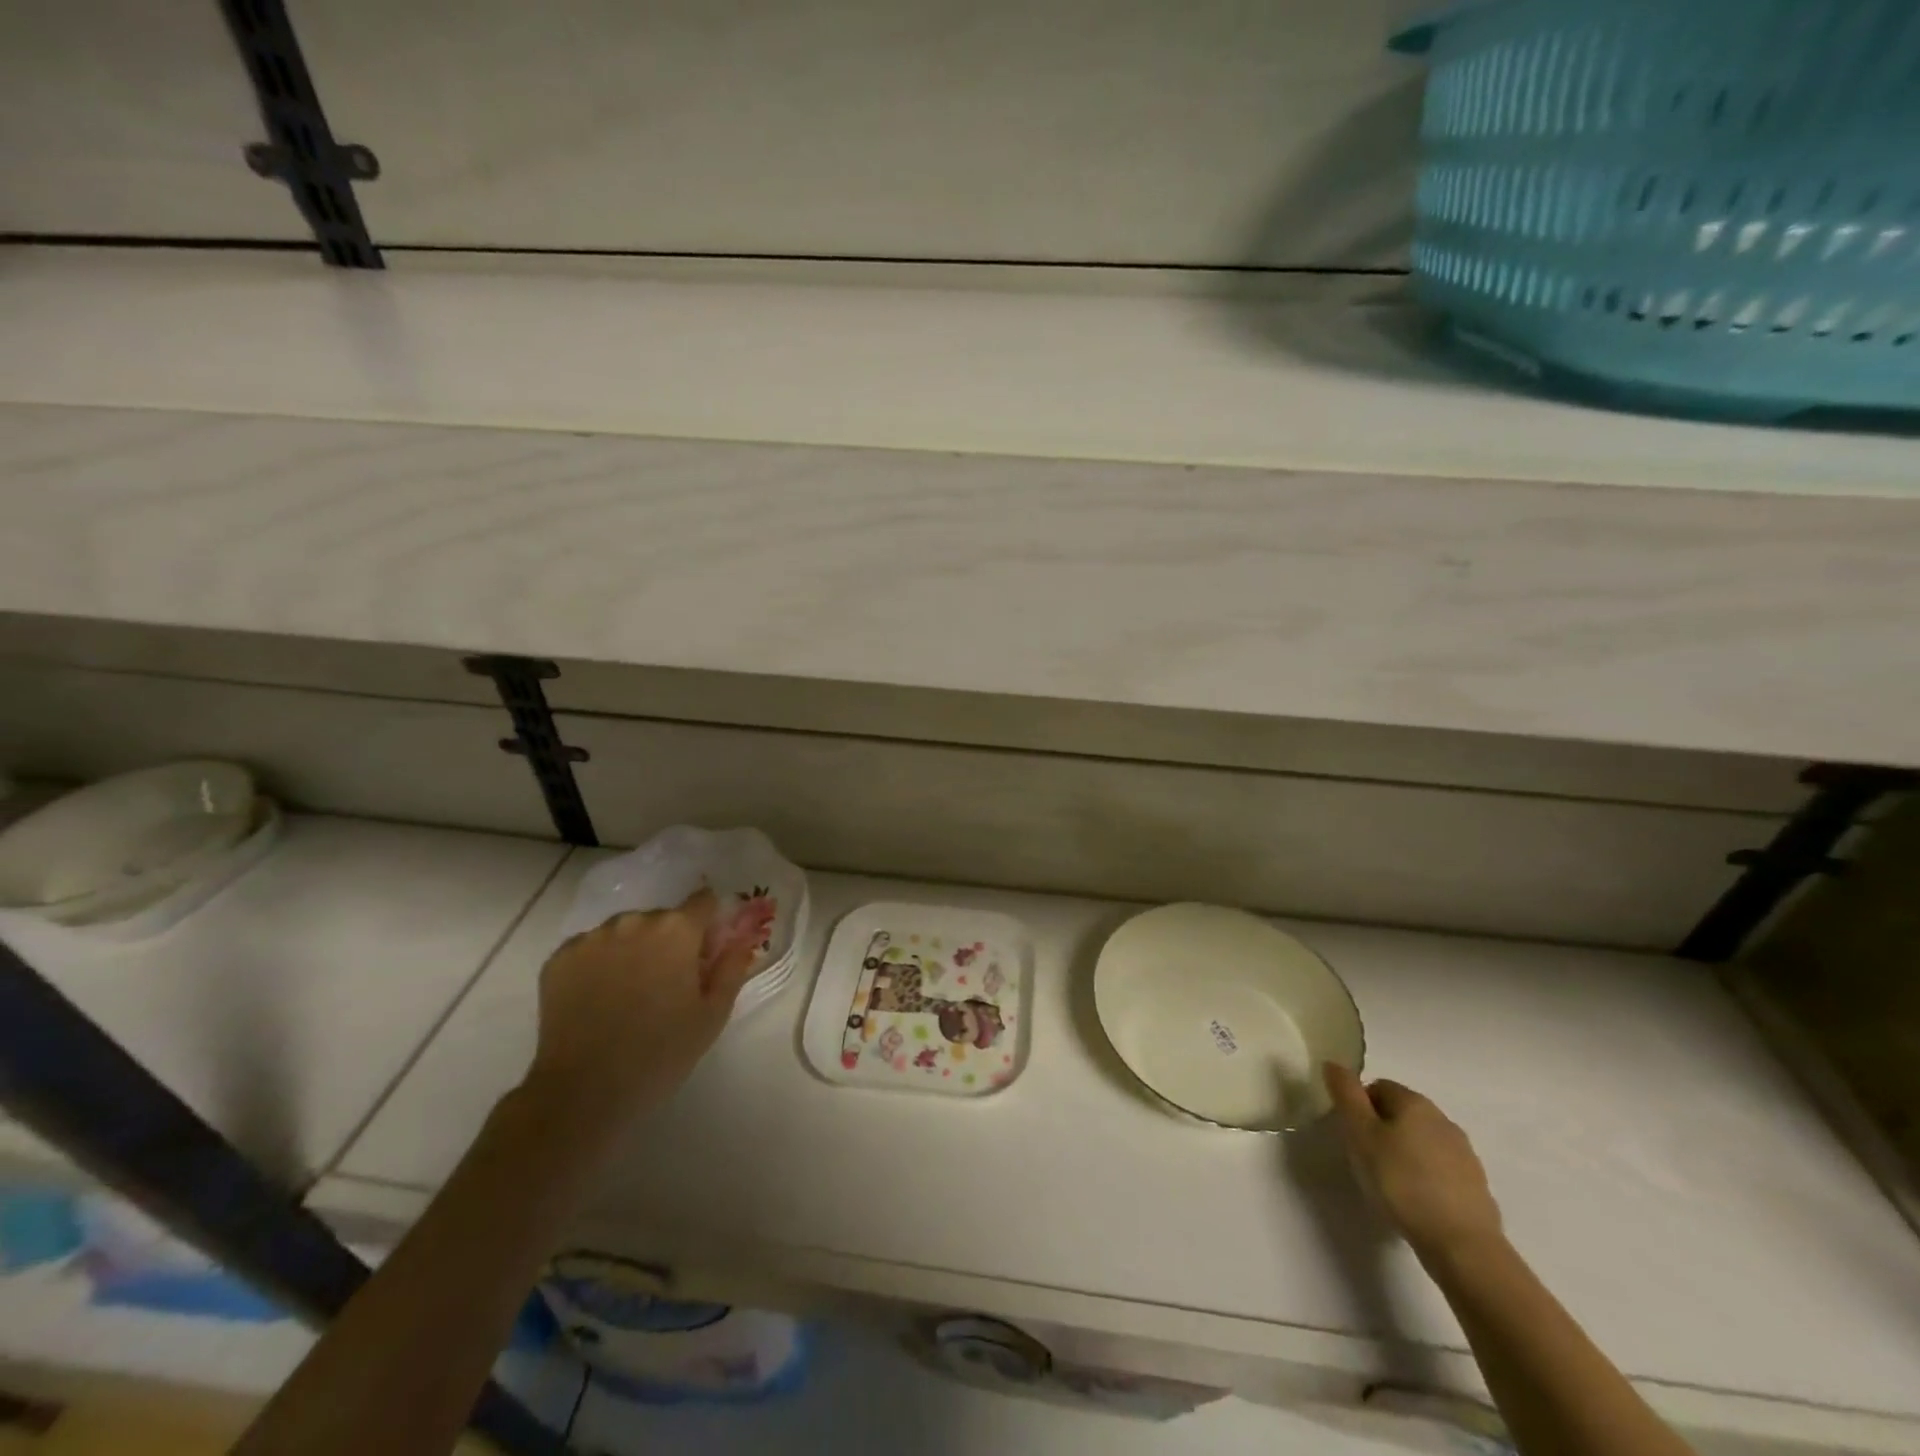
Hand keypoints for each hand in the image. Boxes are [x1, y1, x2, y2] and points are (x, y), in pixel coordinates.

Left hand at [522, 888, 758, 1142]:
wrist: (583, 1092)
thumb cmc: (661, 1053)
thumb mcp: (713, 1014)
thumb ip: (732, 966)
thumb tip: (742, 937)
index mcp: (677, 930)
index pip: (704, 901)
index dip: (708, 924)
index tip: (705, 953)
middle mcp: (634, 921)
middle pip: (662, 918)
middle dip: (669, 941)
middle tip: (666, 984)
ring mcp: (591, 938)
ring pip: (624, 931)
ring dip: (633, 949)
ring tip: (628, 994)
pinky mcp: (559, 958)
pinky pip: (590, 948)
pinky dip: (599, 963)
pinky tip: (599, 998)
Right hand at [1324, 1063, 1502, 1265]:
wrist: (1463, 1246)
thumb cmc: (1402, 1182)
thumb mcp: (1360, 1134)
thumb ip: (1345, 1095)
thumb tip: (1334, 1063)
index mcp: (1415, 1102)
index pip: (1377, 1087)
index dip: (1359, 1108)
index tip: (1353, 1137)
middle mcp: (1443, 1119)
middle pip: (1401, 1113)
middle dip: (1381, 1130)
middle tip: (1366, 1160)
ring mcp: (1464, 1153)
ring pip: (1422, 1141)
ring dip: (1404, 1153)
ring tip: (1390, 1185)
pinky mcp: (1477, 1186)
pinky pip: (1440, 1169)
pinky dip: (1425, 1177)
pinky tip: (1416, 1202)